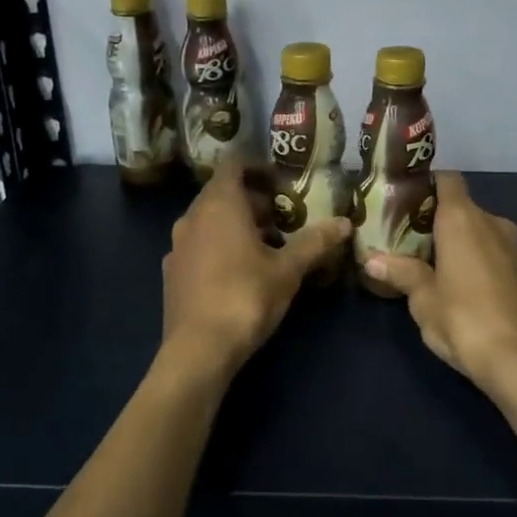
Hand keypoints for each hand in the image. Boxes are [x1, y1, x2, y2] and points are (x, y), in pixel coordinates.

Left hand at [160, 160, 350, 376]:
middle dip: (253, 201)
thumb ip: (315, 241)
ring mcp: (177, 245)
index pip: (234, 165)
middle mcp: (192, 217)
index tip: (282, 184)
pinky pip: (199, 245)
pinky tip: (239, 272)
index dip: (258, 168)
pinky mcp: (172, 272)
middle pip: (222, 193)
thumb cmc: (245, 297)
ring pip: (209, 221)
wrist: (198, 350)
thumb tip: (345, 222)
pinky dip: (219, 246)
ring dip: (237, 225)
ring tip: (267, 246)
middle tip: (284, 218)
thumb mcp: (288, 269)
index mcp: (219, 204)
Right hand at [361, 172, 516, 405]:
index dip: (425, 183)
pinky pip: (488, 248)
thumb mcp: (423, 298)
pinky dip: (469, 254)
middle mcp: (490, 221)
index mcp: (464, 218)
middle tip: (402, 234)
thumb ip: (400, 272)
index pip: (447, 179)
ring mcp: (510, 246)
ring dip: (453, 238)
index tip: (401, 198)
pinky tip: (450, 278)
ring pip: (475, 228)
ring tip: (421, 257)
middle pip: (459, 205)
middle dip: (432, 217)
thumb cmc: (464, 318)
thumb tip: (371, 260)